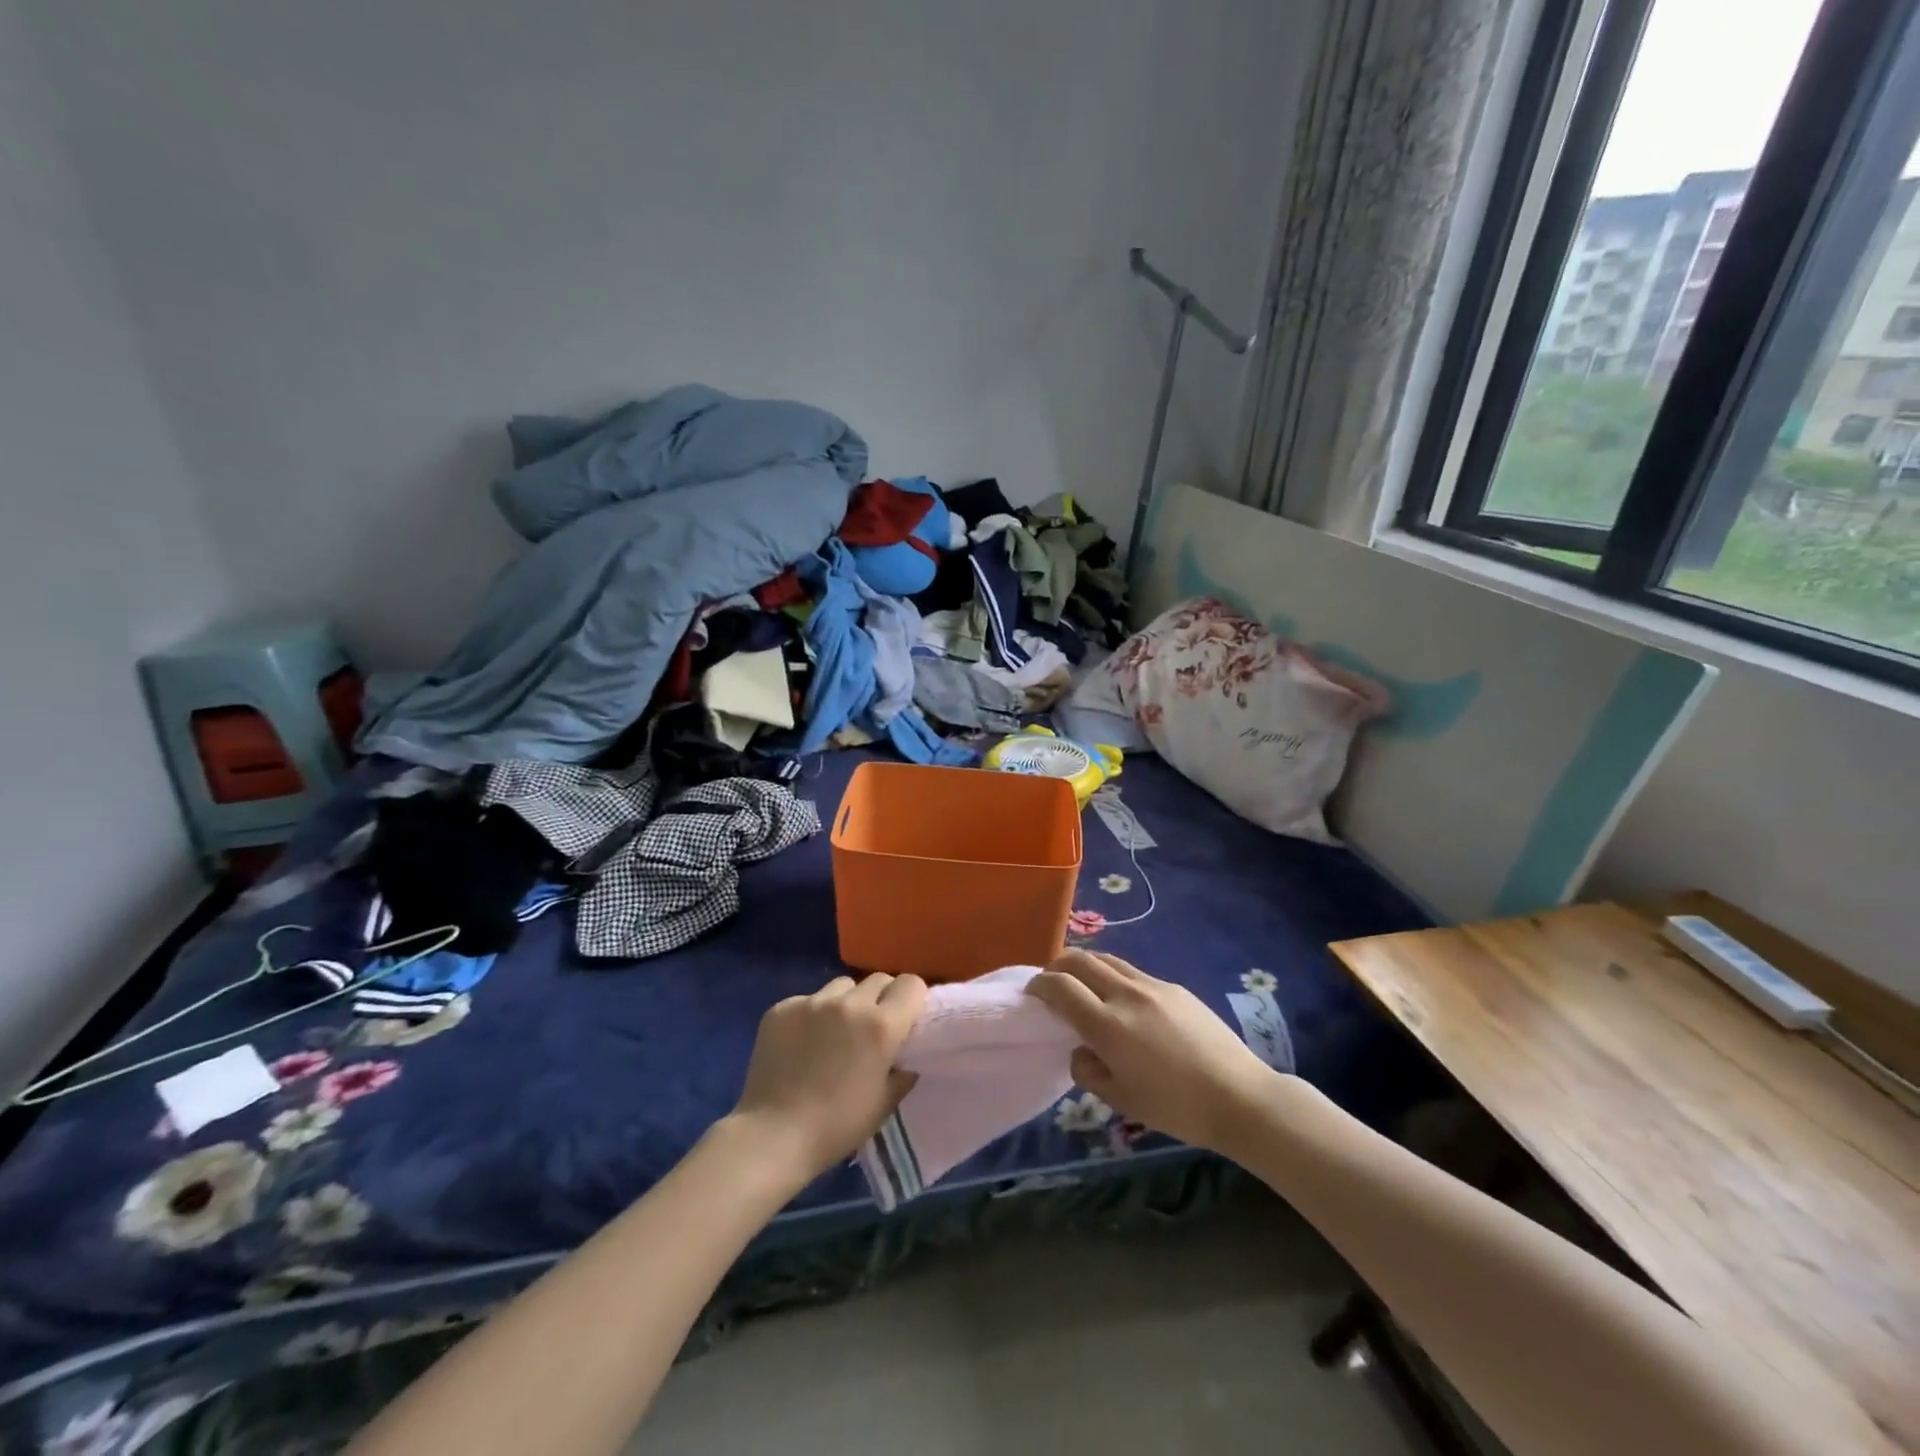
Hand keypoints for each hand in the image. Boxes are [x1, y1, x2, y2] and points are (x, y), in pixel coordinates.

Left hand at [729, 973, 927, 1184]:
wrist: (772, 1136)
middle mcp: (849, 1003)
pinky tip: (801, 1044)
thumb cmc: (836, 1126)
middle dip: (881, 998)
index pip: (910, 984)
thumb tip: (906, 1058)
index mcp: (881, 1025)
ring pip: (842, 985)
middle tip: (870, 1028)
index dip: (911, 999)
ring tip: (833, 1033)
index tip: (905, 1019)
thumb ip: (902, 1072)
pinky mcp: (781, 1008)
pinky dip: (811, 1015)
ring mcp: (812, 1002)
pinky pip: (807, 1000)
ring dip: (846, 1002)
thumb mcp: (884, 1104)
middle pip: (877, 979)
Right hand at [1028, 950, 1281, 1154]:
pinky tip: (1120, 1000)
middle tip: (1050, 981)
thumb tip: (1080, 1049)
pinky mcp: (1174, 987)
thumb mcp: (1121, 1100)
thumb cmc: (1176, 1107)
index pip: (1060, 987)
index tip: (1032, 993)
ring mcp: (1152, 986)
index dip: (1039, 985)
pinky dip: (1112, 976)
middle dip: (1057, 965)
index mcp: (1108, 1025)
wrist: (1239, 1096)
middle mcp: (1126, 995)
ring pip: (1107, 959)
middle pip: (1080, 960)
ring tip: (1081, 983)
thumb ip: (1088, 1070)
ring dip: (1085, 965)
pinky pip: (1132, 972)